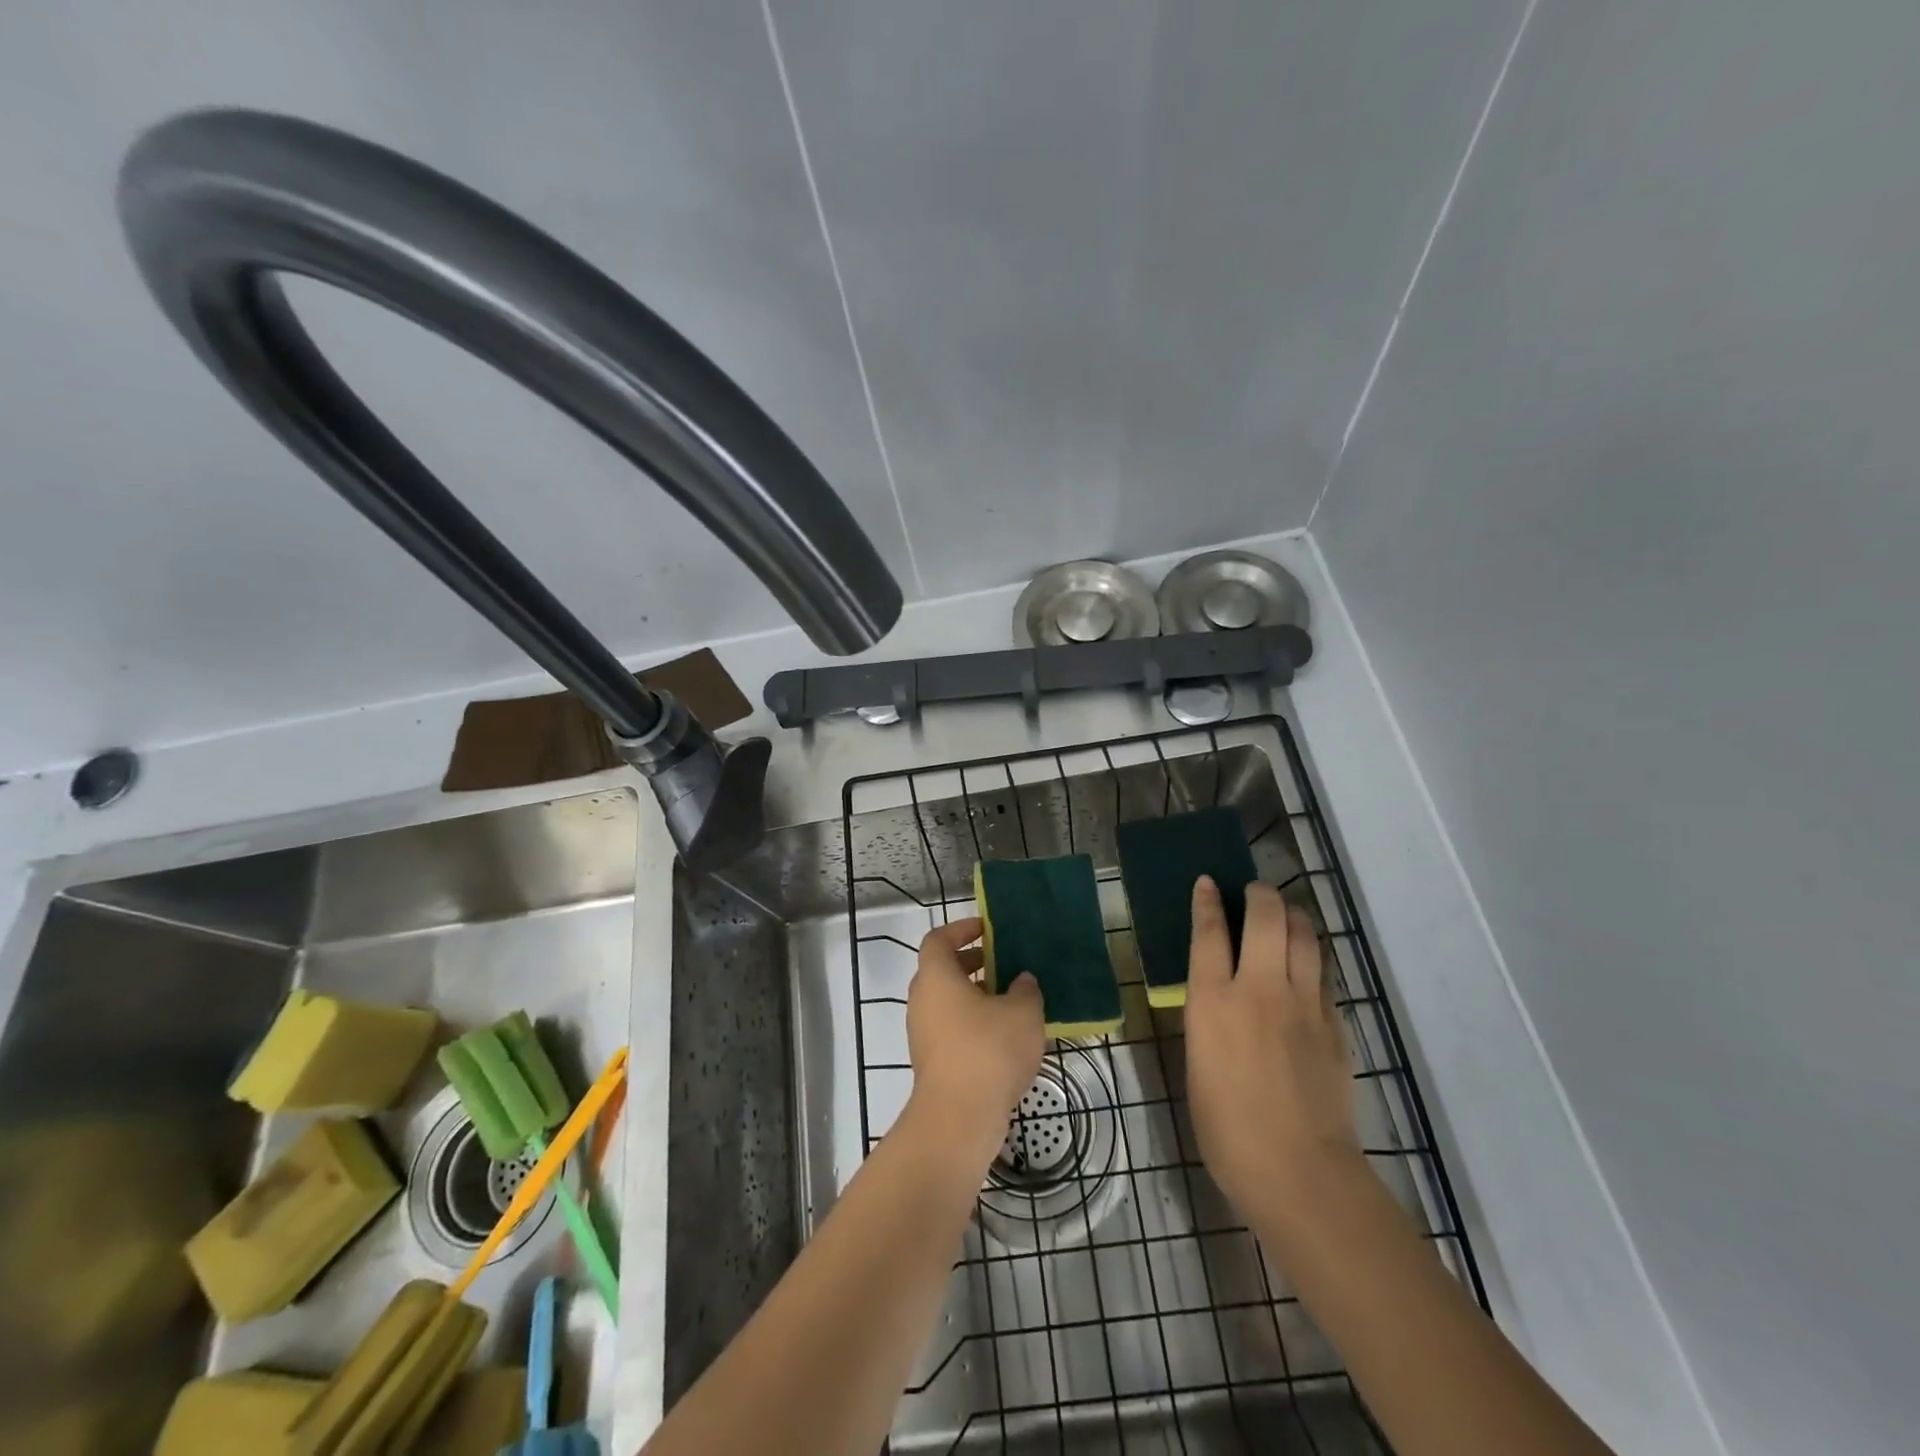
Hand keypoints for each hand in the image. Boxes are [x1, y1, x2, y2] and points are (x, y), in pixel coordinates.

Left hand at [905, 918, 1045, 1158]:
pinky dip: (973, 1024)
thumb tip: (1022, 981)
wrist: (959, 1118)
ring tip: (1012, 1001)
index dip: (961, 929)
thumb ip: (1025, 989)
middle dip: (973, 963)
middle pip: (942, 970)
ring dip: (976, 996)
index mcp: (936, 976)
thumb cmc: (988, 1050)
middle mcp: (922, 1000)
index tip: (987, 930)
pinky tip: (1005, 1037)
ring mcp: (923, 1033)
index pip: (939, 939)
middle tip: (1004, 964)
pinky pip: (951, 1029)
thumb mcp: (1023, 1012)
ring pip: (948, 1002)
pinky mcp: (931, 1062)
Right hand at [1185, 878, 1357, 1213]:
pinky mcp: (1335, 1023)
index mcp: (1213, 1001)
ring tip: (1284, 915)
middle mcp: (1258, 989)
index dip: (1208, 901)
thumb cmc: (1227, 1127)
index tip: (1208, 881)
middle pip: (1266, 916)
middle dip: (1260, 894)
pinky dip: (1312, 957)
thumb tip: (1218, 997)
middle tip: (1254, 893)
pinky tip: (1306, 965)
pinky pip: (1323, 973)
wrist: (1298, 1171)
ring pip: (1304, 934)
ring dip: (1293, 915)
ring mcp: (1303, 1004)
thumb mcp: (1199, 1063)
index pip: (1209, 932)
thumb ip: (1209, 1018)